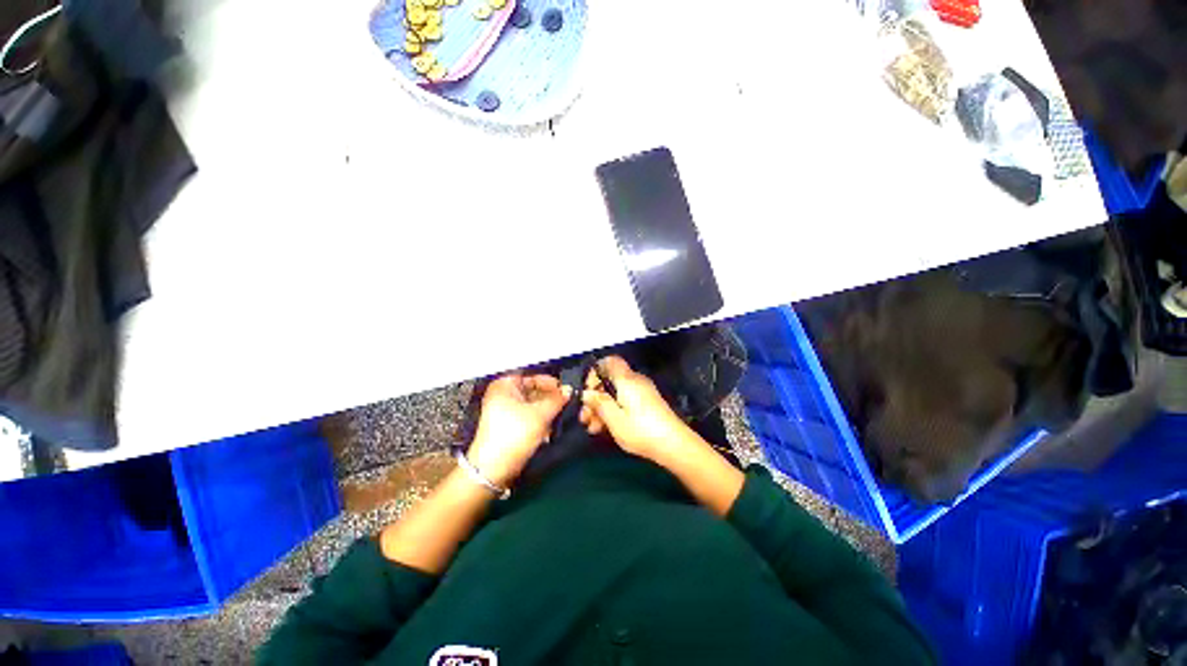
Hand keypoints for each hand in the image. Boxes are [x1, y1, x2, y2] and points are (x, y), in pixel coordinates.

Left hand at [467, 374, 570, 486]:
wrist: (493, 469)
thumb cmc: (514, 434)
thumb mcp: (540, 414)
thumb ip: (557, 400)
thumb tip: (569, 390)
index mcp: (504, 385)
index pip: (531, 375)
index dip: (548, 381)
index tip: (564, 389)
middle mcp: (503, 395)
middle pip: (532, 390)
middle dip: (550, 397)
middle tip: (566, 402)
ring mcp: (506, 412)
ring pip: (533, 405)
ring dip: (547, 410)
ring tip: (561, 415)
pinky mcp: (511, 427)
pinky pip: (529, 417)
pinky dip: (541, 420)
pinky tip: (551, 427)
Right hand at [580, 356, 693, 460]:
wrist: (674, 445)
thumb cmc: (641, 430)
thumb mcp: (614, 419)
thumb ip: (599, 403)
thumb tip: (586, 393)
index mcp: (627, 379)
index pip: (609, 362)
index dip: (595, 372)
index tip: (587, 392)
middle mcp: (635, 381)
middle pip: (610, 381)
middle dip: (595, 397)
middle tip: (585, 418)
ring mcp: (643, 392)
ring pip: (616, 393)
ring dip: (602, 408)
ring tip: (594, 428)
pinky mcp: (647, 404)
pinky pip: (625, 400)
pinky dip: (614, 410)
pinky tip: (607, 428)